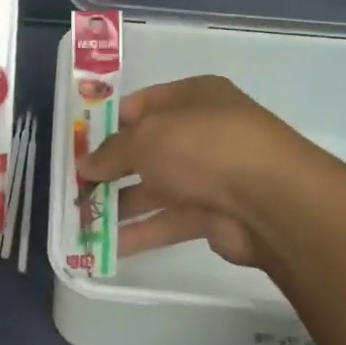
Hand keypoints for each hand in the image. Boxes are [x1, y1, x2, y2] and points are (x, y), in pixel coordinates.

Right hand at [77, 76, 318, 268]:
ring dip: (120, 205)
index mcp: (193, 97)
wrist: (269, 200)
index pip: (142, 105)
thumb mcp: (145, 138)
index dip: (108, 124)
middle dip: (110, 169)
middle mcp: (202, 132)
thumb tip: (86, 165)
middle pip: (147, 150)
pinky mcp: (214, 214)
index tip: (78, 145)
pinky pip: (169, 221)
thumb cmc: (202, 147)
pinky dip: (140, 232)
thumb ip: (111, 152)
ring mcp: (210, 175)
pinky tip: (106, 246)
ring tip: (82, 220)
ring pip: (156, 189)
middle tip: (76, 187)